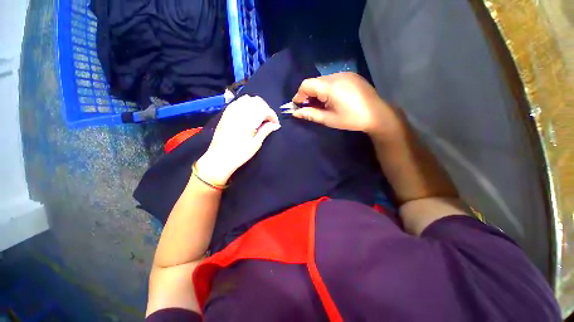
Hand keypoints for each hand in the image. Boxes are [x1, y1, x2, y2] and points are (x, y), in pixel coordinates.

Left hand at [196, 95, 280, 184]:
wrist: (220, 158)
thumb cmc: (240, 153)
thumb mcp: (256, 143)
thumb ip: (266, 130)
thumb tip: (275, 125)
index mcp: (248, 120)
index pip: (265, 110)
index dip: (273, 116)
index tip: (275, 124)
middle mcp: (240, 111)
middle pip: (257, 101)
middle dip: (266, 108)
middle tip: (268, 119)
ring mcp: (231, 111)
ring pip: (247, 98)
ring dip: (256, 105)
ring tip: (259, 116)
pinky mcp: (226, 113)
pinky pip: (238, 102)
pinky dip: (246, 104)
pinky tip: (248, 114)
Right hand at [291, 72, 400, 136]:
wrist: (377, 114)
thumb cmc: (351, 119)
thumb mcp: (329, 119)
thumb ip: (310, 114)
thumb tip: (295, 113)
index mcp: (330, 86)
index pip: (306, 85)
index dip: (299, 95)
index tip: (297, 106)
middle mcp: (336, 75)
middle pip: (314, 82)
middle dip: (308, 95)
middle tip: (309, 108)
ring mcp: (345, 74)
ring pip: (323, 81)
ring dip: (317, 92)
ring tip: (321, 105)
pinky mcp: (351, 76)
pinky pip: (333, 80)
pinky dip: (327, 89)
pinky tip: (332, 99)